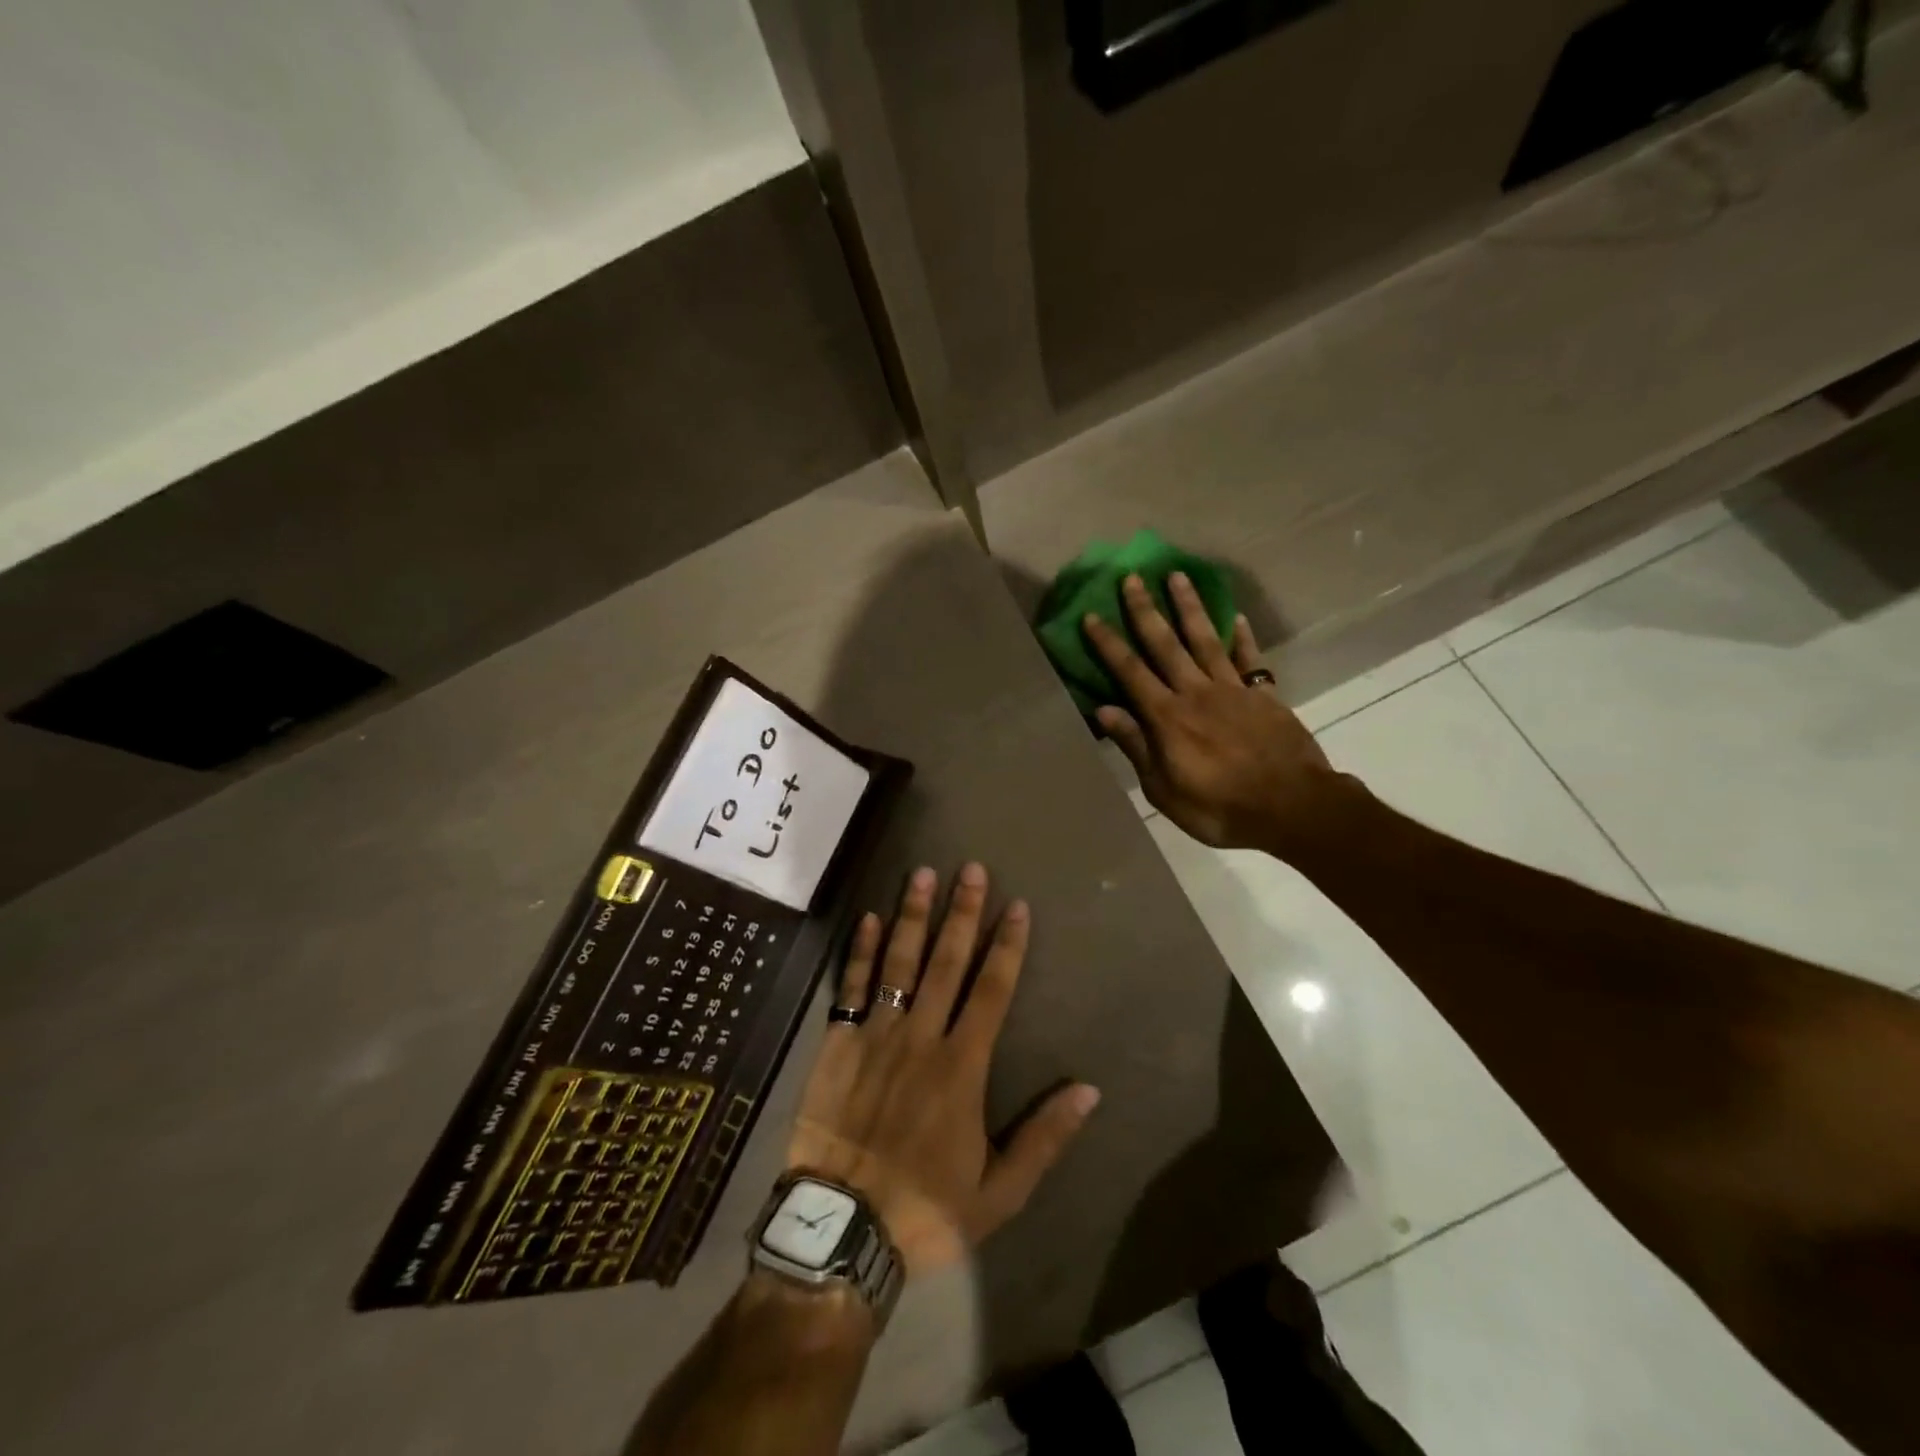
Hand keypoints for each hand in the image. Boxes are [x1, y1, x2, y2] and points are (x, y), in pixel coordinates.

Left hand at [788, 863, 1100, 1276]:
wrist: (839, 1230)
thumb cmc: (924, 1210)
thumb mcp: (998, 1191)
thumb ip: (1044, 1137)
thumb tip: (1089, 1090)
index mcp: (962, 1066)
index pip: (993, 990)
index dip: (1007, 945)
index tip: (1017, 906)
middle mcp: (921, 1036)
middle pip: (947, 962)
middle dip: (962, 912)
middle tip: (971, 868)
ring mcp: (876, 1035)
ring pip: (900, 962)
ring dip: (914, 916)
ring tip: (923, 873)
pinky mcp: (839, 1043)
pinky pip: (853, 987)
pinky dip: (863, 951)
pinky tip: (870, 917)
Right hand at [1082, 572, 1345, 850]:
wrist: (1292, 808)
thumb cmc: (1219, 808)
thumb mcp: (1164, 789)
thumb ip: (1136, 746)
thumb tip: (1104, 710)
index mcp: (1167, 717)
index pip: (1130, 671)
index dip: (1109, 643)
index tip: (1092, 616)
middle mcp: (1196, 692)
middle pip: (1165, 644)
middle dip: (1145, 610)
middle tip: (1132, 578)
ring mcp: (1233, 690)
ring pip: (1205, 639)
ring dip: (1189, 607)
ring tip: (1177, 576)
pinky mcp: (1264, 696)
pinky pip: (1250, 659)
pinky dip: (1242, 637)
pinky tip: (1235, 618)